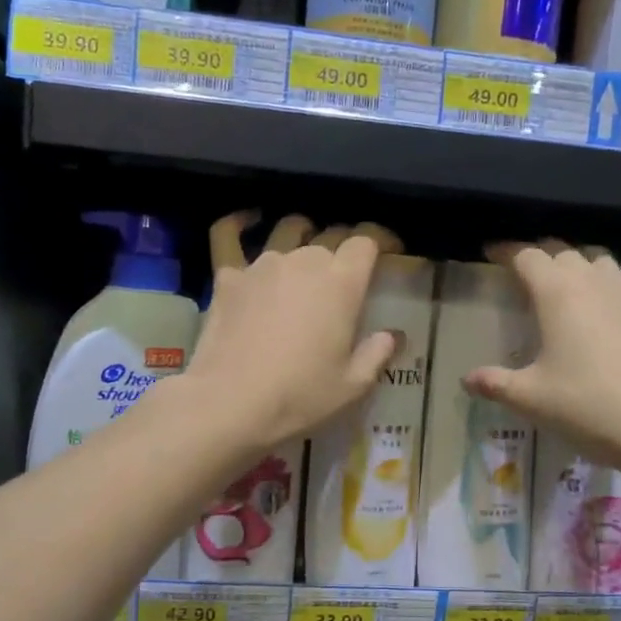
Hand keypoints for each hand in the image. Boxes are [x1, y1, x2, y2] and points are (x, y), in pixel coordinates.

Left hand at [173, 211, 399, 456]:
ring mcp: (263, 264)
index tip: (388, 252)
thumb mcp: (352, 385)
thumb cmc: (300, 395)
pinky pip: (229, 236)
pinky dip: (238, 223)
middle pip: (330, 236)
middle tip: (347, 269)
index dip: (380, 241)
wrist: (230, 402)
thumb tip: (392, 336)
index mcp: (342, 282)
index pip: (366, 241)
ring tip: (307, 245)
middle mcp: (305, 260)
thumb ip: (377, 354)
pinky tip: (246, 219)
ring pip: (288, 232)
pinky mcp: (228, 276)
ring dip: (303, 234)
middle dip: (344, 246)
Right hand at [463, 243, 620, 470]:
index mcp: (556, 293)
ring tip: (570, 283)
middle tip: (525, 275)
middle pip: (564, 253)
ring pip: (603, 261)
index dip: (507, 252)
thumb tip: (467, 379)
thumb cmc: (583, 406)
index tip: (490, 253)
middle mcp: (593, 283)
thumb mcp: (528, 398)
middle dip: (542, 257)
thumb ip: (494, 383)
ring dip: (583, 265)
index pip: (526, 257)